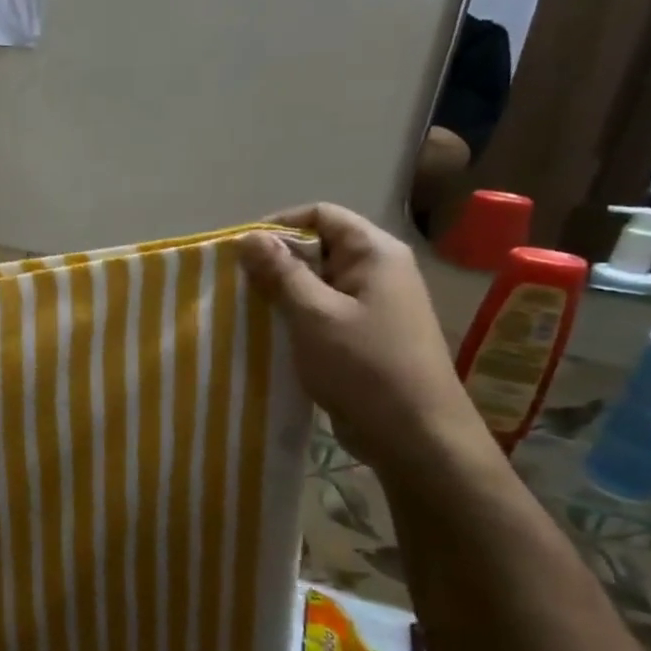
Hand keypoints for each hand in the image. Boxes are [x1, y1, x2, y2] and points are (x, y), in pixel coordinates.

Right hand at [238, 204, 488, 478]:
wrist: (414, 435)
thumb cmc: (364, 366)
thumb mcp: (314, 315)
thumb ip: (281, 273)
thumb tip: (250, 236)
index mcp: (374, 254)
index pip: (321, 215)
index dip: (279, 225)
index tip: (241, 251)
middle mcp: (377, 272)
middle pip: (318, 247)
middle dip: (275, 262)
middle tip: (236, 284)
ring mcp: (373, 305)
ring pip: (317, 283)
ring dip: (281, 294)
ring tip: (245, 310)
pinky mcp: (363, 336)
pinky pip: (322, 312)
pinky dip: (295, 318)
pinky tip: (268, 335)